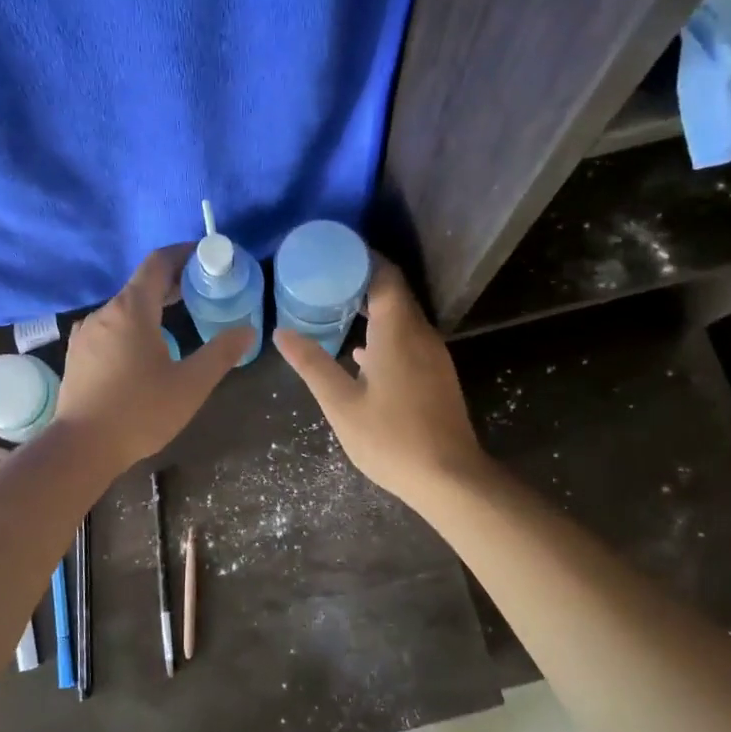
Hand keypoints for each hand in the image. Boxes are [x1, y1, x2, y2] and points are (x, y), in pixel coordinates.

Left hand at [54, 245, 249, 471]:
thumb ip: (221, 353)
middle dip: (172, 283)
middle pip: (141, 285)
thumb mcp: (191, 384)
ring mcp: (86, 334)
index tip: (206, 258)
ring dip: (152, 308)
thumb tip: (247, 330)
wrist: (81, 448)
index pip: (158, 263)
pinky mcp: (78, 355)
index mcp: (131, 310)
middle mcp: (104, 313)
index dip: (183, 254)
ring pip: (124, 308)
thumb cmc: (140, 412)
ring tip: (178, 321)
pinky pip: (110, 328)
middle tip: (202, 291)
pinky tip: (145, 351)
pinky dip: (132, 327)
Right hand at [276, 258, 486, 507]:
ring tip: (335, 311)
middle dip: (361, 281)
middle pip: (394, 292)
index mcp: (398, 331)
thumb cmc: (391, 439)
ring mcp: (433, 355)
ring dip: (372, 309)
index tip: (331, 253)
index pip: (384, 275)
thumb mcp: (341, 404)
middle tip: (323, 280)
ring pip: (403, 317)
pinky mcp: (437, 374)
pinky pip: (409, 338)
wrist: (449, 478)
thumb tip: (281, 333)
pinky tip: (361, 354)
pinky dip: (385, 333)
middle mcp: (421, 334)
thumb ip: (312, 365)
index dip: (360, 258)